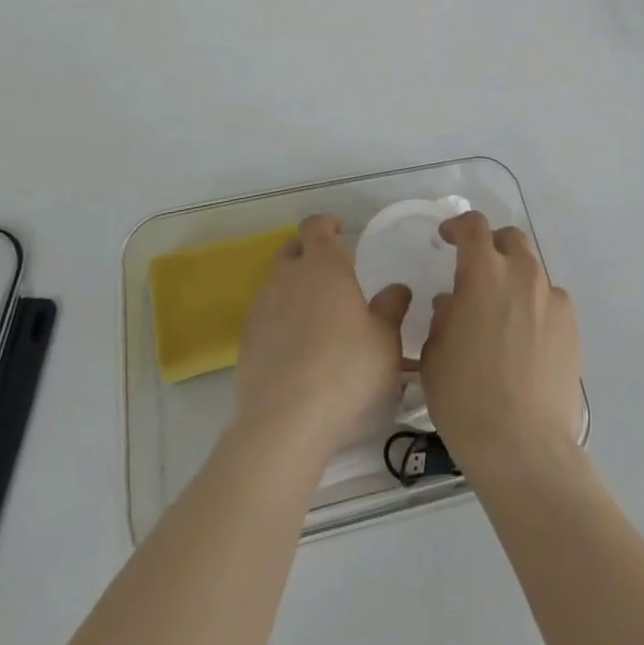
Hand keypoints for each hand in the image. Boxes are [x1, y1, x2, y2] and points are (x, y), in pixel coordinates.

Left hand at [233, 215, 410, 457]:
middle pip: (291, 249)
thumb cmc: (345, 370)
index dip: (326, 224)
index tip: (339, 229)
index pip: (315, 226)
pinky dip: (279, 318)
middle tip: (329, 271)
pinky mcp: (246, 339)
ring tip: (314, 312)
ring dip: (292, 287)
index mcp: (322, 265)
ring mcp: (261, 307)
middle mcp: (287, 276)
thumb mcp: (385, 341)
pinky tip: (295, 345)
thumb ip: (391, 309)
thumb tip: (397, 289)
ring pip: (276, 282)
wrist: (286, 421)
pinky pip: (265, 314)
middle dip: (307, 252)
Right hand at [419, 212, 581, 473]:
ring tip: (502, 313)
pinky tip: (525, 340)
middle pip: (510, 240)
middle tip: (477, 272)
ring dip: (514, 279)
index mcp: (483, 273)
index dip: (458, 226)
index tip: (447, 238)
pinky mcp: (572, 329)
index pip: (473, 227)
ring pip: (532, 272)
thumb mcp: (435, 354)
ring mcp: (552, 301)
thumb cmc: (466, 399)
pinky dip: (535, 308)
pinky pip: (550, 303)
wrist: (524, 448)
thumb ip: (444, 316)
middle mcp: (522, 275)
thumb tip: (455, 303)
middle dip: (492, 247)